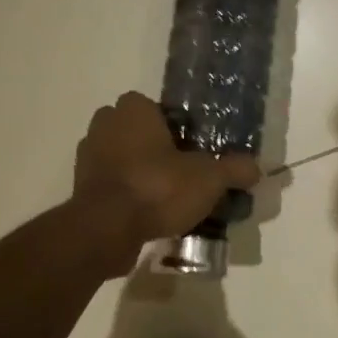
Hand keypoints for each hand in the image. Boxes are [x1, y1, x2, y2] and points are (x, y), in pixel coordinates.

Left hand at [70, 92, 262, 275]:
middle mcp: (104, 126)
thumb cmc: (157, 187)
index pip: (153, 106)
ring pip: (121, 158)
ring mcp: (87, 159)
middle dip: (154, 146)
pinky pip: (111, 185)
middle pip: (136, 131)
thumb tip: (257, 168)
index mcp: (133, 111)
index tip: (190, 146)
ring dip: (139, 171)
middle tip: (181, 169)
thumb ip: (234, 170)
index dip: (172, 124)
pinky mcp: (81, 191)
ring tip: (168, 196)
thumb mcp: (209, 178)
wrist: (105, 231)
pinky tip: (149, 214)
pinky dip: (126, 195)